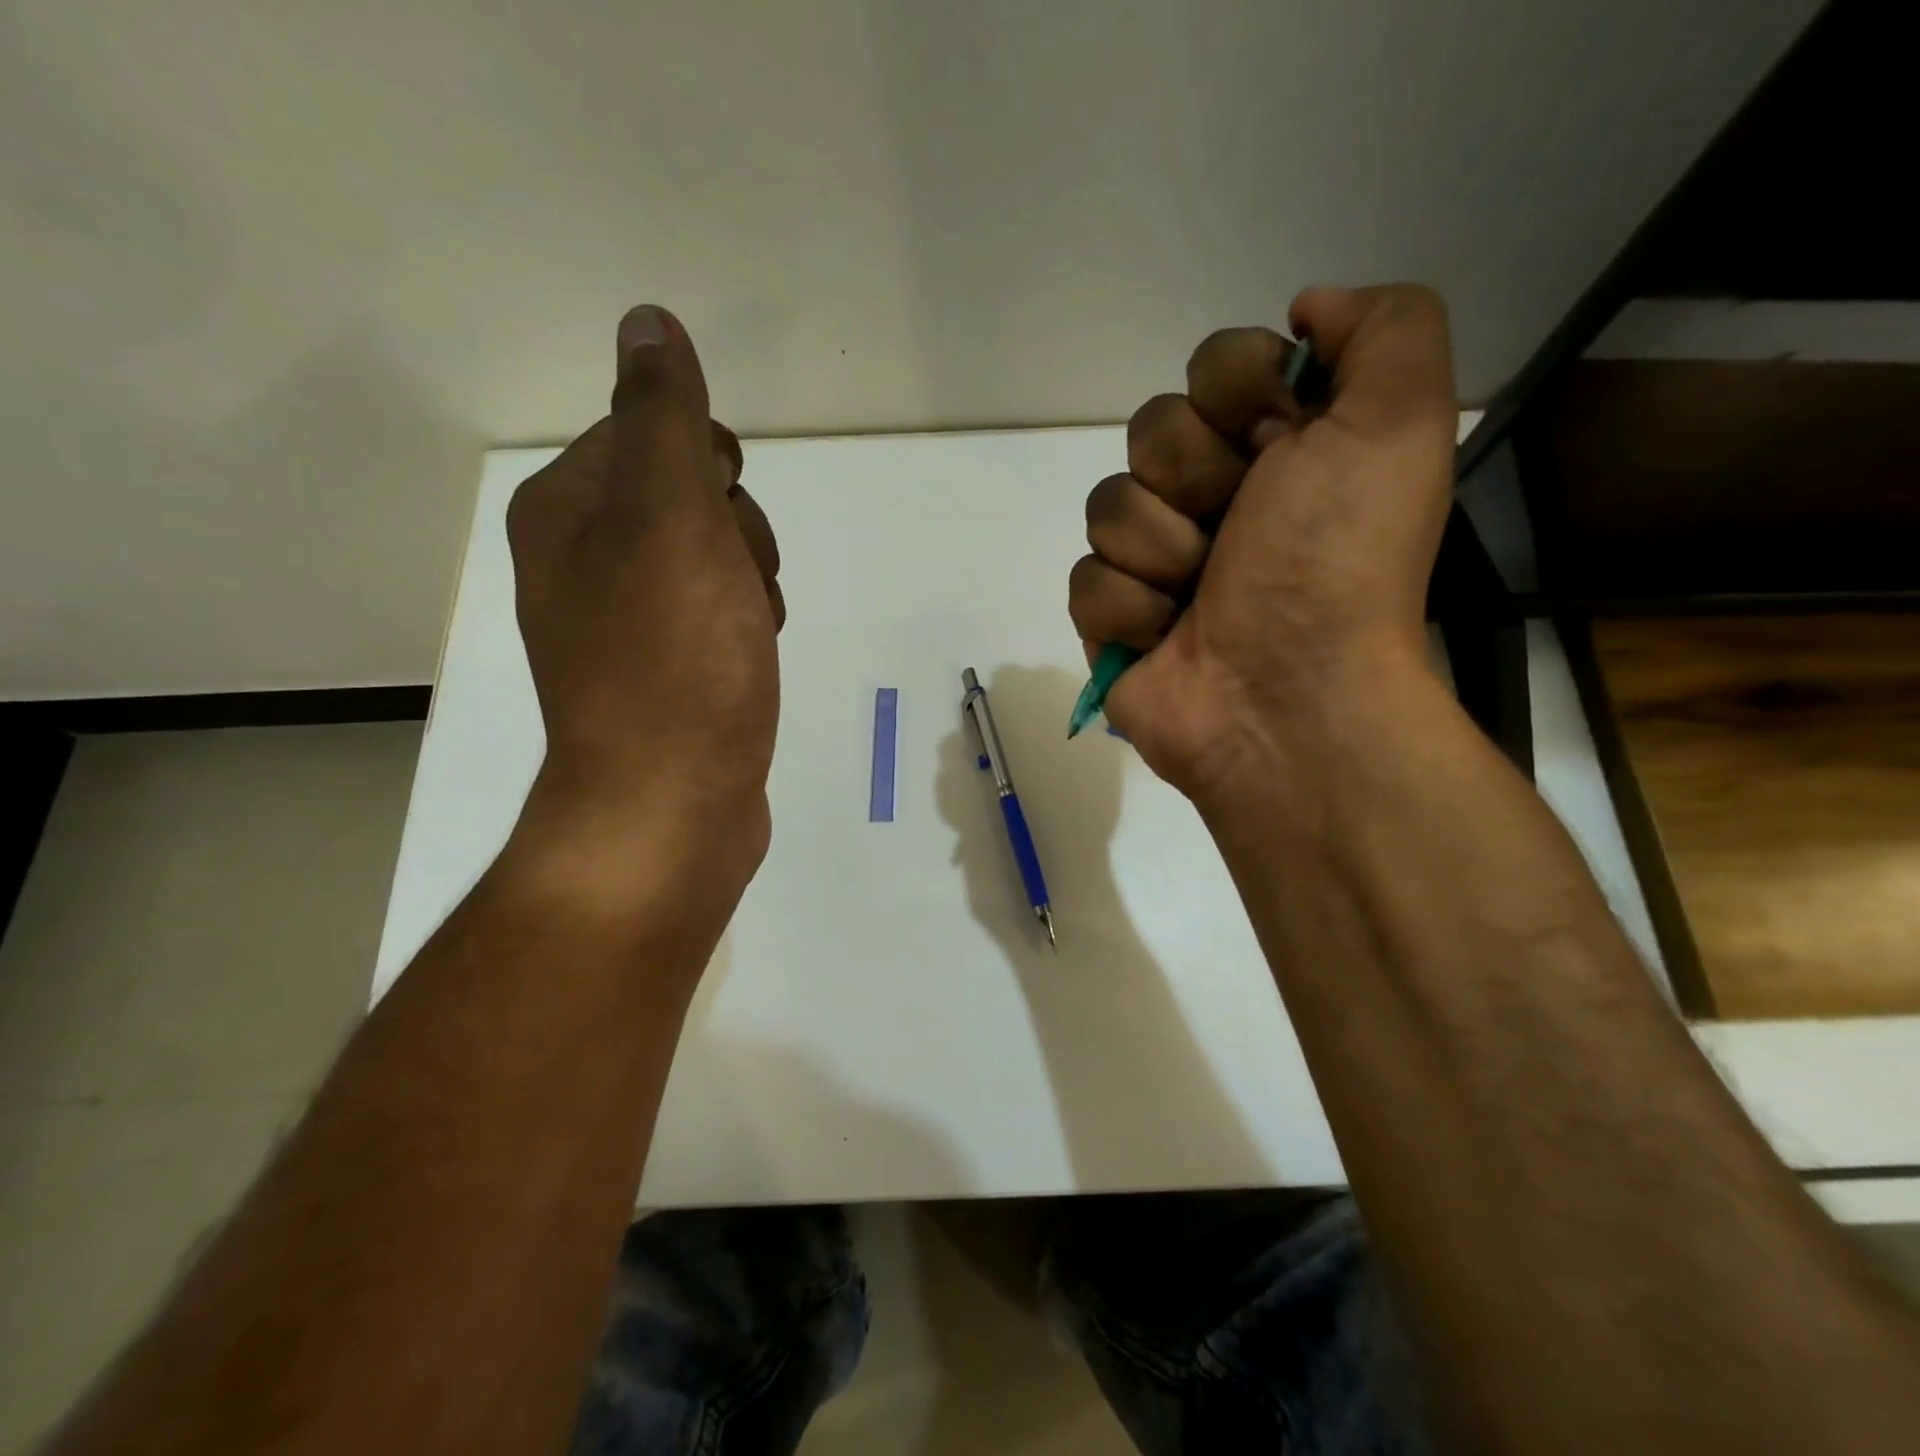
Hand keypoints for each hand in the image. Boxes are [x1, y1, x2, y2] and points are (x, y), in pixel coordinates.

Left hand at [506, 305, 783, 897]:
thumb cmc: (675, 661)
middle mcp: (583, 560)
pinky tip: (751, 659)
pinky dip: (745, 625)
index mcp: (568, 510)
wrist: (670, 805)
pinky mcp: (663, 672)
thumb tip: (647, 322)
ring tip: (751, 634)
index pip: (650, 433)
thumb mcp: (670, 520)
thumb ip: (662, 419)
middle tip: (740, 587)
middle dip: (737, 533)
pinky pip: (716, 614)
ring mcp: (624, 622)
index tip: (724, 517)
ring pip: (713, 559)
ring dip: (750, 581)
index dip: (709, 466)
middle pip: (688, 499)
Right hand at [1067, 284, 1456, 803]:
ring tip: (1203, 597)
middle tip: (1238, 532)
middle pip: (1151, 429)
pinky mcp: (1114, 616)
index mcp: (1280, 445)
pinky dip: (1131, 611)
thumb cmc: (1336, 563)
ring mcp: (1159, 558)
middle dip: (1193, 480)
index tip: (1274, 443)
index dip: (1235, 395)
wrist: (1286, 699)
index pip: (1213, 364)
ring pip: (1109, 505)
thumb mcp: (1398, 425)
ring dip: (1163, 552)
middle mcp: (1217, 494)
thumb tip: (1306, 312)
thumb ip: (1384, 329)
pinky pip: (1087, 579)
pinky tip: (1168, 638)